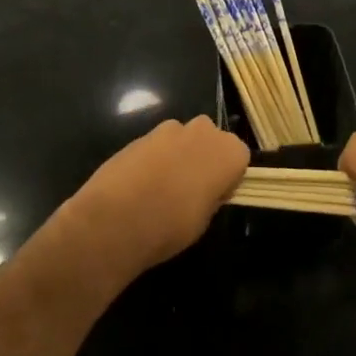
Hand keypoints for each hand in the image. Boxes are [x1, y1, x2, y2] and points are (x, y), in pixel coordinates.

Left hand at [68, 117, 248, 271]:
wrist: (115, 219)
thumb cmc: (171, 225)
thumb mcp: (204, 220)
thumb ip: (211, 196)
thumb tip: (206, 190)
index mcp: (228, 152)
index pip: (239, 157)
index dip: (227, 177)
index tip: (215, 196)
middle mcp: (203, 131)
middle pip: (211, 139)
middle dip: (204, 157)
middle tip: (191, 188)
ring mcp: (169, 129)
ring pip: (182, 138)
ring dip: (178, 154)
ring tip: (161, 188)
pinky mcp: (141, 134)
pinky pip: (157, 144)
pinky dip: (153, 158)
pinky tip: (139, 185)